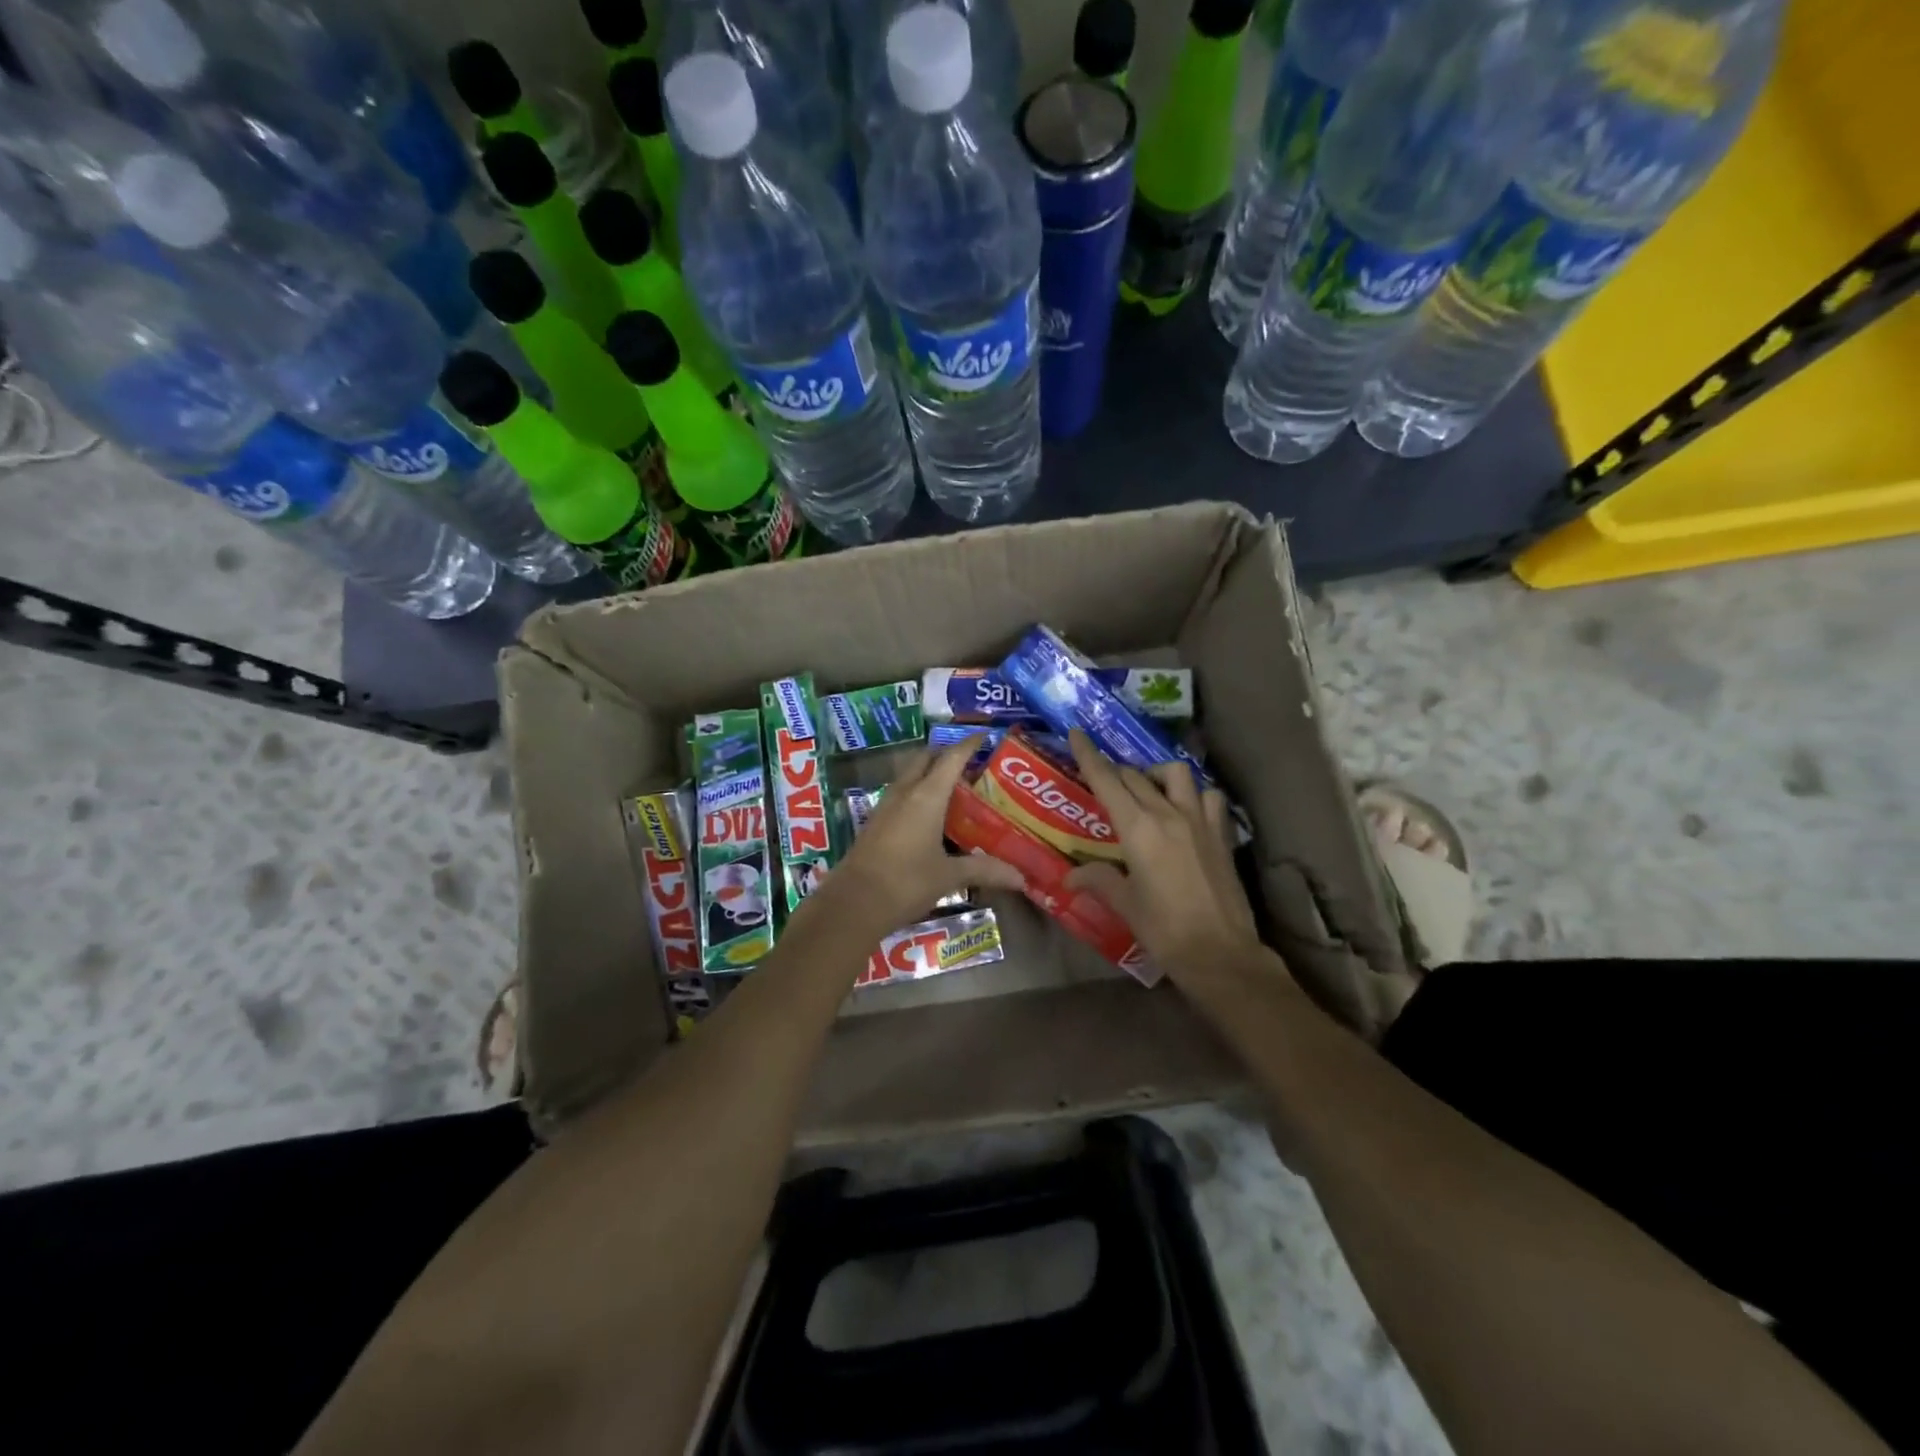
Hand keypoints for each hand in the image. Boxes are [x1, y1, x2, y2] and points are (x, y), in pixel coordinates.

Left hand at [822, 735, 1024, 931]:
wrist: (853, 903)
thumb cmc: (905, 882)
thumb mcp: (949, 877)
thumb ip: (984, 871)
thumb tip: (1021, 877)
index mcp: (926, 796)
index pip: (951, 758)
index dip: (969, 744)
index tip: (986, 736)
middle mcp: (904, 793)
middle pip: (925, 759)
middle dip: (946, 754)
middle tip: (972, 764)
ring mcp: (885, 806)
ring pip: (910, 775)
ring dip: (929, 773)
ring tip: (955, 787)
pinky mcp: (875, 823)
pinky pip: (901, 795)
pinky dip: (918, 793)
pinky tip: (931, 815)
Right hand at [1062, 728, 1265, 981]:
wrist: (1220, 953)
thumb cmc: (1164, 930)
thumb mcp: (1125, 904)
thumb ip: (1098, 880)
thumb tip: (1070, 875)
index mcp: (1138, 829)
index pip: (1107, 781)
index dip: (1089, 755)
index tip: (1077, 733)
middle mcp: (1168, 814)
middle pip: (1135, 776)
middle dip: (1115, 772)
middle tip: (1102, 782)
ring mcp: (1199, 821)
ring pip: (1176, 774)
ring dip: (1156, 775)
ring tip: (1147, 791)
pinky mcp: (1221, 834)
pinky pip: (1208, 796)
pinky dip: (1194, 794)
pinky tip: (1185, 810)